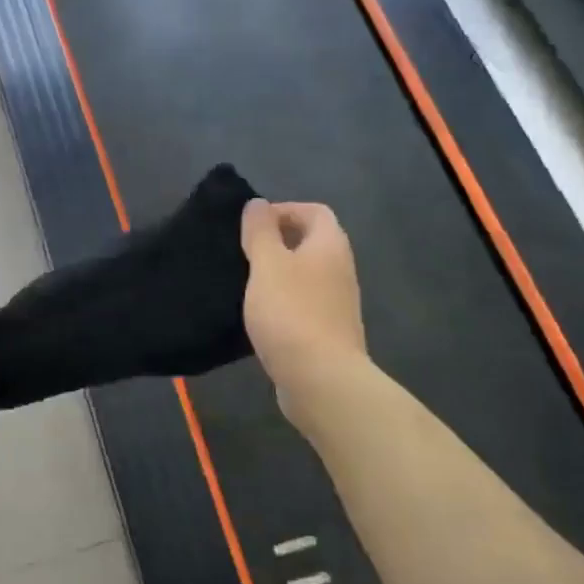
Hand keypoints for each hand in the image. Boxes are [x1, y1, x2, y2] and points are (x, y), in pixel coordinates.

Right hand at [241, 199, 366, 429]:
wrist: (321, 379)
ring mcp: (337, 303)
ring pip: (306, 274)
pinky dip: (282, 301)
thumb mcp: (267, 264)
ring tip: (245, 282)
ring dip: (278, 273)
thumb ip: (260, 232)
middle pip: (311, 242)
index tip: (251, 226)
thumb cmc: (292, 313)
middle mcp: (340, 270)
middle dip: (277, 241)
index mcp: (329, 246)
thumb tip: (258, 204)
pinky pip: (303, 303)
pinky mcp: (327, 332)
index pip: (314, 211)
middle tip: (243, 252)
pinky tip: (259, 315)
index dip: (284, 210)